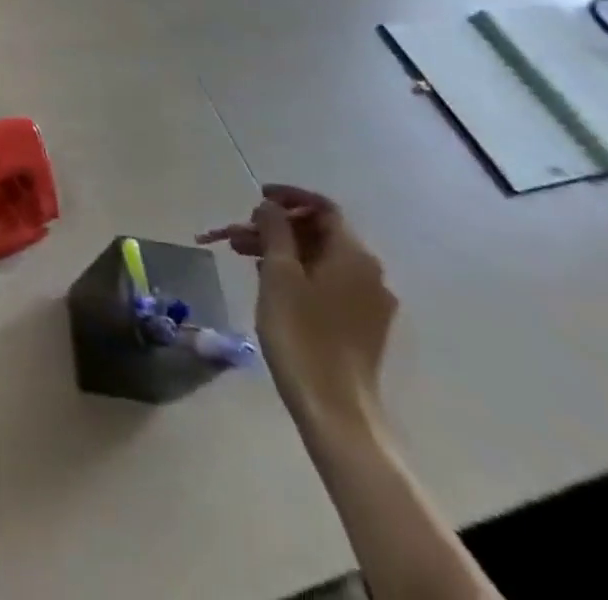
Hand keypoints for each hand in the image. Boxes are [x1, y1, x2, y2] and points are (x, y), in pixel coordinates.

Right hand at [200, 184, 396, 431]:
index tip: (257, 198)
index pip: (323, 207)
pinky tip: (269, 283)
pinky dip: (297, 273)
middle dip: (276, 227)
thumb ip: (275, 231)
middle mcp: (370, 273)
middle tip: (238, 234)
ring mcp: (369, 302)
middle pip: (319, 233)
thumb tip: (271, 206)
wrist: (335, 411)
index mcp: (354, 255)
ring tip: (242, 256)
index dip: (289, 197)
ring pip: (320, 259)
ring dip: (282, 250)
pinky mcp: (362, 326)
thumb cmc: (302, 335)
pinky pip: (327, 282)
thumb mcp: (279, 275)